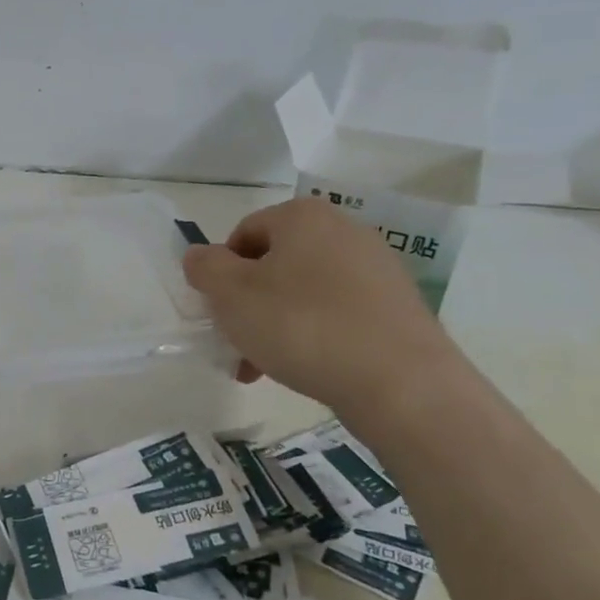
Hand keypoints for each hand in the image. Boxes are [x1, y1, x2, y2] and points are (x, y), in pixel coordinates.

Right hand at [183, 197, 459, 416]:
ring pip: (303, 292)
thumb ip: (204, 267)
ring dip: (275, 325)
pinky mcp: (396, 306)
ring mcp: (376, 268)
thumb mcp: (231, 295)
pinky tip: (306, 369)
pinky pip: (337, 314)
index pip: (243, 234)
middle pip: (274, 264)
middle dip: (248, 305)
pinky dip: (313, 336)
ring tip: (265, 368)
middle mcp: (344, 230)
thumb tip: (200, 256)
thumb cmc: (301, 326)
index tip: (219, 313)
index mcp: (303, 217)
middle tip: (236, 345)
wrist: (399, 382)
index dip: (221, 273)